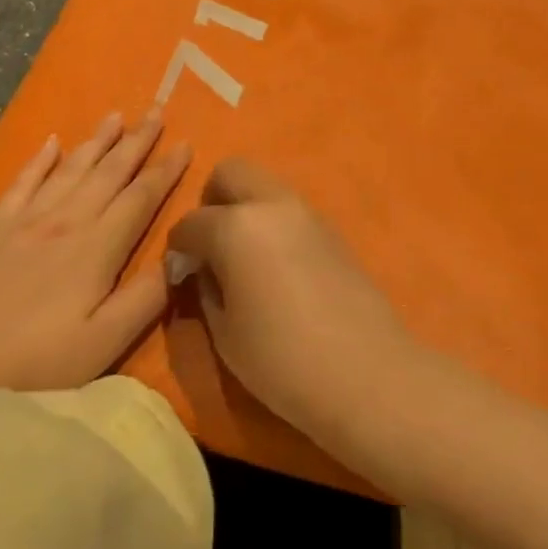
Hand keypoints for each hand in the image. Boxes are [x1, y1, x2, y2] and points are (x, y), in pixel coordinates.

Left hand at [0, 109, 190, 393]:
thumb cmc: (38, 363)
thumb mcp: (104, 343)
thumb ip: (145, 298)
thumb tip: (181, 256)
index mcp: (97, 248)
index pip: (140, 198)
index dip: (165, 170)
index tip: (185, 143)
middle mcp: (66, 221)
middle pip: (109, 172)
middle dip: (136, 141)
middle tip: (156, 110)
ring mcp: (27, 219)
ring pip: (70, 169)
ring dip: (95, 141)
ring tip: (115, 116)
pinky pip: (23, 181)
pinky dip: (39, 160)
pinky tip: (51, 142)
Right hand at [167, 158, 413, 430]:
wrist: (369, 375)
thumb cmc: (283, 361)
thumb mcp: (225, 333)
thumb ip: (207, 288)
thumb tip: (204, 269)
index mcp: (236, 226)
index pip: (191, 223)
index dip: (178, 248)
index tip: (180, 272)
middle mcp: (271, 205)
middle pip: (230, 172)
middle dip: (212, 201)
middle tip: (212, 247)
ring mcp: (306, 212)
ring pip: (264, 185)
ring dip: (246, 208)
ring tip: (245, 259)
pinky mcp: (332, 229)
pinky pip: (289, 209)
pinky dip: (273, 223)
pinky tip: (277, 267)